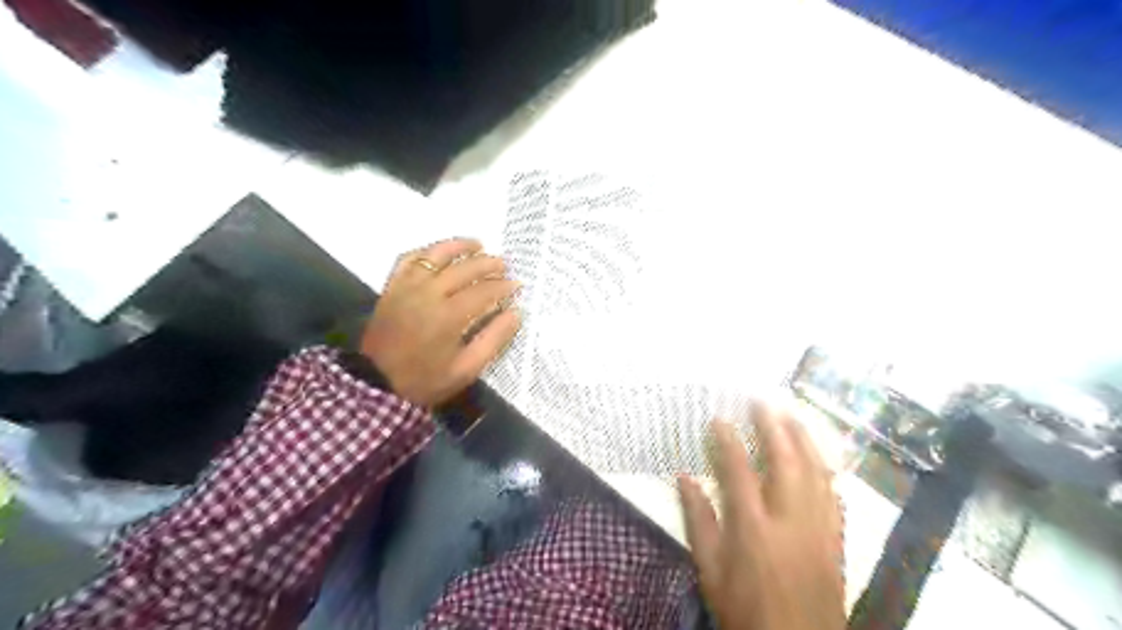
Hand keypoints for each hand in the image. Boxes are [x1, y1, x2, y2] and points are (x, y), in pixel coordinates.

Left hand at [361, 237, 524, 408]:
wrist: (376, 384)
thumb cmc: (425, 380)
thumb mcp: (466, 369)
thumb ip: (493, 340)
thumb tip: (515, 314)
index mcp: (449, 316)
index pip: (484, 291)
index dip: (503, 286)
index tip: (516, 286)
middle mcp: (428, 293)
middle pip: (464, 268)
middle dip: (488, 264)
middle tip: (503, 265)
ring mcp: (407, 286)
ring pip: (436, 255)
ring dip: (459, 246)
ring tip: (477, 245)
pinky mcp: (392, 286)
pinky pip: (410, 258)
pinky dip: (427, 252)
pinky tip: (439, 253)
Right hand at [679, 403, 846, 628]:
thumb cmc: (745, 609)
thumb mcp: (710, 571)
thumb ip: (698, 522)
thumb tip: (684, 478)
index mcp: (753, 529)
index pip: (739, 472)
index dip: (728, 440)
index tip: (719, 418)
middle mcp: (789, 521)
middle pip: (786, 462)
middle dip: (774, 427)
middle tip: (763, 401)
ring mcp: (818, 529)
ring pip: (816, 472)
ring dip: (804, 439)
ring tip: (792, 415)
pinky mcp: (835, 539)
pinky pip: (833, 494)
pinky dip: (823, 469)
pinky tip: (817, 456)